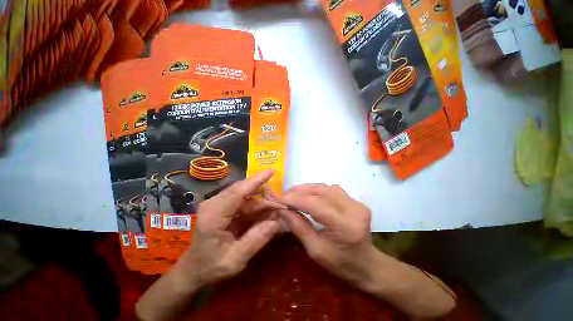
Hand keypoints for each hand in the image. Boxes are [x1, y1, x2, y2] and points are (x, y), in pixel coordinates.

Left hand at [179, 170, 282, 286]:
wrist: (193, 270)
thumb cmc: (210, 268)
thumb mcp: (235, 260)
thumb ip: (256, 240)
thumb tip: (278, 221)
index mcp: (213, 215)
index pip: (238, 191)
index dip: (256, 180)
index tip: (272, 171)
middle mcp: (213, 203)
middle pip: (243, 190)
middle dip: (263, 193)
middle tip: (279, 202)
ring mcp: (216, 203)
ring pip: (244, 195)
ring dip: (261, 202)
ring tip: (275, 210)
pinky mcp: (221, 205)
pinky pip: (242, 201)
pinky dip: (255, 206)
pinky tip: (265, 213)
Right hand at [279, 184, 456, 317]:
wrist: (367, 265)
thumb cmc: (341, 264)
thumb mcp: (315, 250)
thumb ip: (298, 227)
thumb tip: (282, 210)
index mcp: (345, 227)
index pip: (315, 205)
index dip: (295, 200)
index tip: (280, 199)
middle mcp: (354, 210)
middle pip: (322, 192)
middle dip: (300, 191)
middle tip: (286, 194)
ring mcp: (357, 203)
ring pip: (327, 187)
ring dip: (309, 189)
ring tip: (295, 193)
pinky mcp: (356, 201)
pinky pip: (333, 190)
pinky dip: (318, 190)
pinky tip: (310, 195)